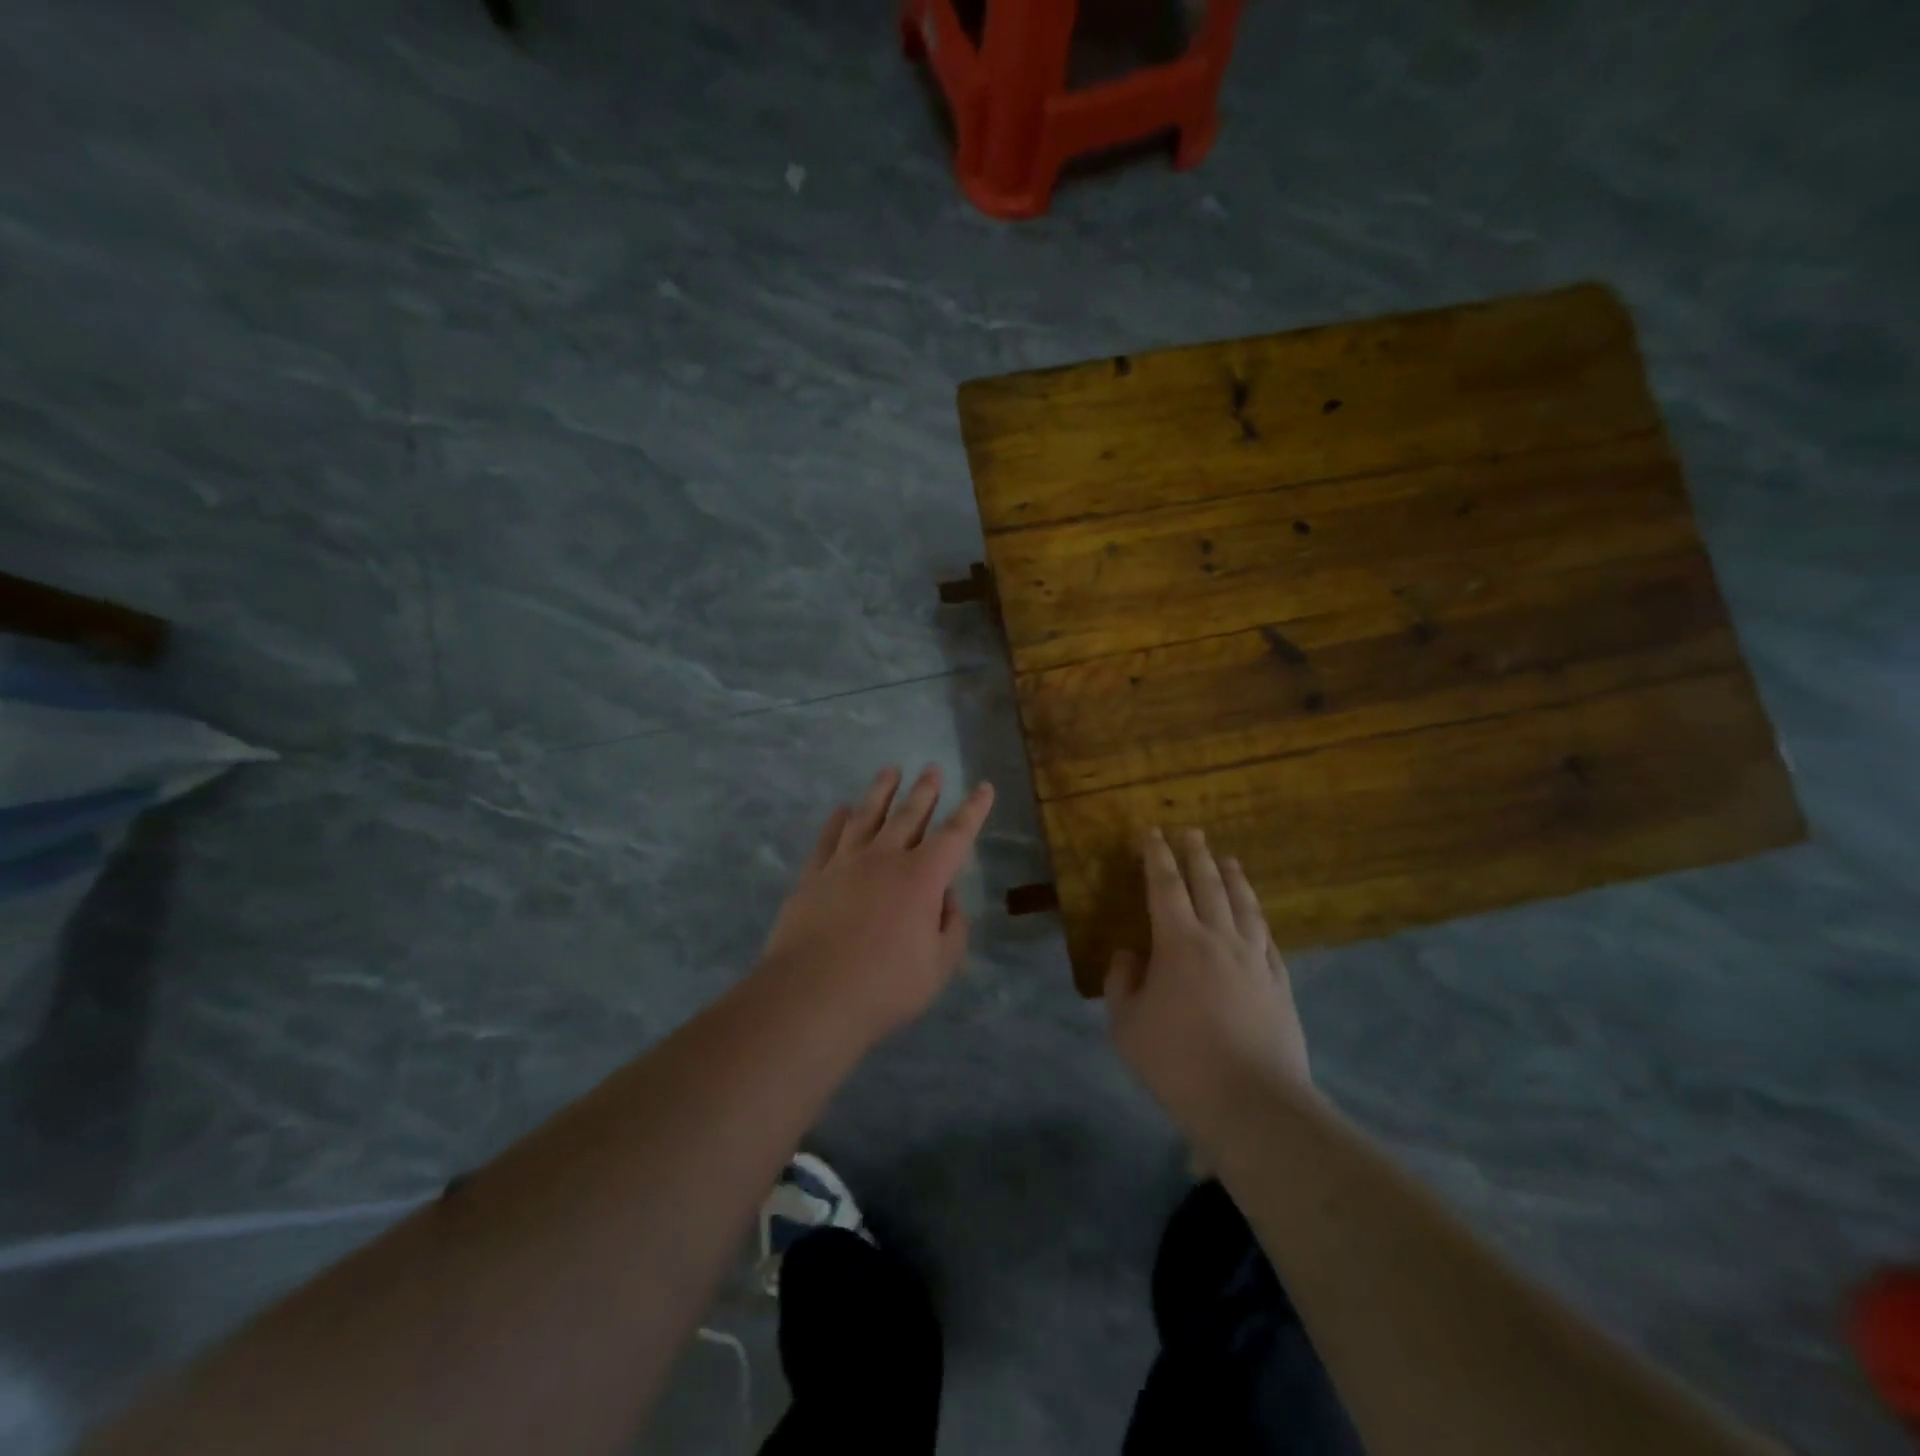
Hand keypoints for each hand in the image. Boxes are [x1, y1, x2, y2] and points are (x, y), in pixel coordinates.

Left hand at [761, 765, 994, 1041]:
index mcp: (922, 877)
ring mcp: (845, 863)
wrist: (811, 996)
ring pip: (867, 815)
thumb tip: (946, 898)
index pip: (956, 834)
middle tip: (932, 768)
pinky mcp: (813, 876)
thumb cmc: (885, 987)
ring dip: (882, 791)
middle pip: (909, 814)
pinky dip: (837, 820)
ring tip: (890, 771)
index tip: (982, 787)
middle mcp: (885, 858)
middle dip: (925, 790)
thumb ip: (951, 927)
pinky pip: (828, 838)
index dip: (973, 810)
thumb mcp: (939, 965)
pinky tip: (842, 809)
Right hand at [1105, 828, 1312, 1136]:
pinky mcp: (1279, 982)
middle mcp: (1219, 938)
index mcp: (1178, 942)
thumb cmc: (1177, 1062)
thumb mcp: (1126, 1025)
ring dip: (1233, 877)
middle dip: (1196, 854)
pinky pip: (1267, 937)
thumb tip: (1129, 954)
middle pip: (1208, 884)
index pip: (1165, 885)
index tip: (1150, 834)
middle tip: (1190, 832)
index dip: (1156, 856)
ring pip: (1244, 904)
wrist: (1250, 1103)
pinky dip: (1257, 917)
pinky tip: (1255, 915)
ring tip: (1228, 859)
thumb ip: (1122, 982)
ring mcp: (1255, 959)